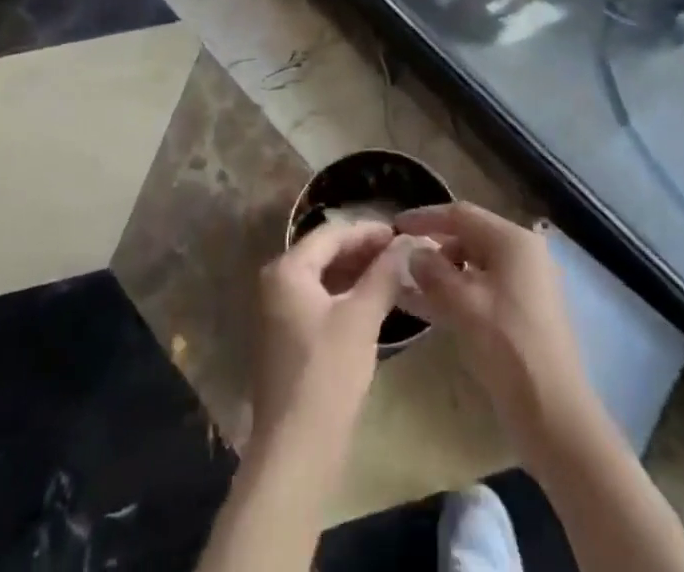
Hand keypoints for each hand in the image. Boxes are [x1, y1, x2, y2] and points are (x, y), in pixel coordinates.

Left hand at [252, 220, 414, 453]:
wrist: (296, 451)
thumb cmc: (328, 374)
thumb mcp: (361, 318)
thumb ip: (384, 274)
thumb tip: (408, 242)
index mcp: (287, 269)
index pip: (332, 234)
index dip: (368, 231)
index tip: (401, 234)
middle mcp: (276, 283)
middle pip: (325, 253)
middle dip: (363, 252)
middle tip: (402, 254)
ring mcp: (278, 313)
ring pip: (323, 279)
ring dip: (357, 274)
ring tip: (394, 275)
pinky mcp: (287, 339)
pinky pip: (319, 302)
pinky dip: (346, 297)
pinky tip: (374, 303)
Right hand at [394, 203, 602, 470]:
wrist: (555, 415)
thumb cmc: (508, 348)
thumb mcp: (463, 305)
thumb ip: (433, 272)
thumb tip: (414, 253)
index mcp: (513, 241)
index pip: (461, 215)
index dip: (426, 217)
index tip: (395, 225)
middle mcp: (523, 254)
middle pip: (470, 237)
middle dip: (434, 247)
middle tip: (401, 259)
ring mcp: (527, 284)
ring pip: (475, 266)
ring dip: (443, 274)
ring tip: (408, 287)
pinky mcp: (524, 312)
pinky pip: (483, 289)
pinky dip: (458, 294)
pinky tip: (430, 308)